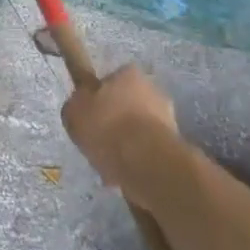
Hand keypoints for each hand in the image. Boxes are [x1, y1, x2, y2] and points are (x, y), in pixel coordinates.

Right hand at [61, 64, 180, 189]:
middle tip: (97, 141)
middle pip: (127, 105)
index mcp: (129, 74)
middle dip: (115, 122)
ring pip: (139, 131)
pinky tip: (123, 175)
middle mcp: (153, 91)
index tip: (90, 115)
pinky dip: (137, 161)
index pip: (111, 80)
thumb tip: (82, 106)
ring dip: (126, 144)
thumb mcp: (73, 111)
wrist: (146, 162)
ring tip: (108, 164)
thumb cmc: (106, 126)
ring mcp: (168, 120)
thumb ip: (77, 104)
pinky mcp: (176, 147)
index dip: (98, 97)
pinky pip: (148, 151)